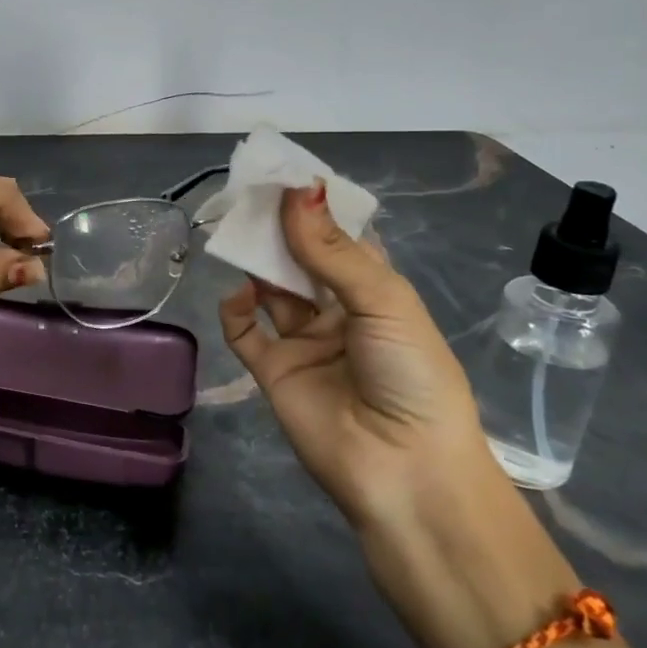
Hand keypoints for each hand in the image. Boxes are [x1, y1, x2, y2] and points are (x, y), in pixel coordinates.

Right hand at [218, 181, 500, 532]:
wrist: (404, 472)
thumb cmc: (411, 375)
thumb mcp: (382, 302)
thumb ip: (331, 250)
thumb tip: (297, 189)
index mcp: (375, 291)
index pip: (341, 237)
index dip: (316, 208)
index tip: (286, 175)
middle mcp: (337, 310)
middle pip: (300, 258)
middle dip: (278, 228)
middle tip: (249, 194)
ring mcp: (303, 340)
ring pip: (271, 288)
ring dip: (256, 261)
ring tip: (238, 232)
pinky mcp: (274, 370)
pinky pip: (245, 331)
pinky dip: (235, 309)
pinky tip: (239, 295)